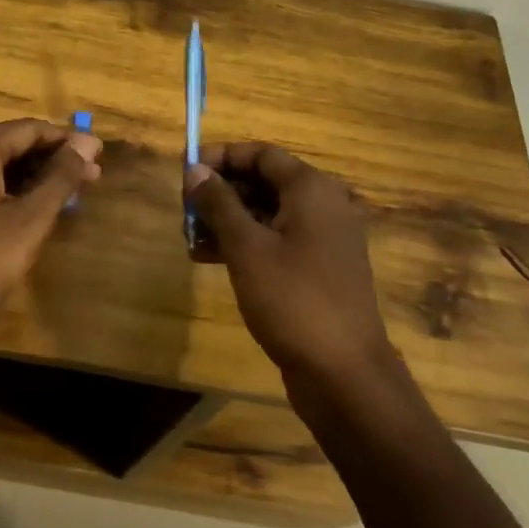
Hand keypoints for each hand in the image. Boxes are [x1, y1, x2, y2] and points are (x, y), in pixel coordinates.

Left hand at [0, 119, 102, 363]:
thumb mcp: (27, 221)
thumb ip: (59, 178)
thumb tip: (86, 144)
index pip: (29, 129)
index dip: (68, 141)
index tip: (99, 154)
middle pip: (9, 145)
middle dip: (51, 160)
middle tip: (91, 177)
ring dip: (29, 177)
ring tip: (66, 194)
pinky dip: (3, 191)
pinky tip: (27, 208)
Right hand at [185, 142, 394, 381]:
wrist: (344, 373)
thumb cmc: (293, 299)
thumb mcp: (246, 247)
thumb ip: (218, 203)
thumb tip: (195, 169)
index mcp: (311, 189)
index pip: (261, 154)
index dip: (221, 157)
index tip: (186, 171)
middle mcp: (323, 205)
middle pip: (264, 182)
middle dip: (221, 192)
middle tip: (185, 210)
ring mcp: (324, 239)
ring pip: (268, 213)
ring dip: (228, 220)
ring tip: (190, 239)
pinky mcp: (319, 269)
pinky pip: (277, 241)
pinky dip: (246, 244)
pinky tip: (210, 259)